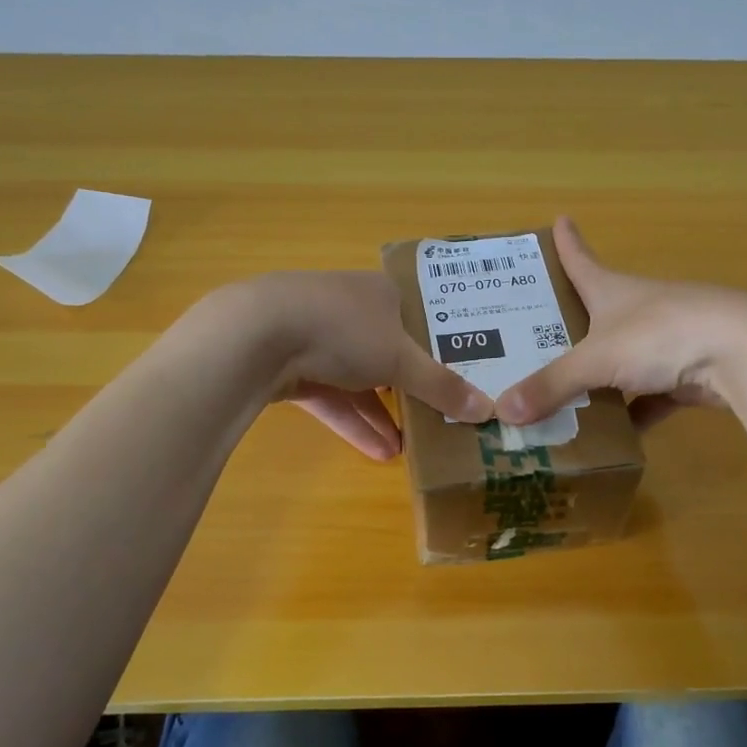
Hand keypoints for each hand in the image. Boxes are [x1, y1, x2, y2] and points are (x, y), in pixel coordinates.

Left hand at [213, 271, 493, 459]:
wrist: (258, 335)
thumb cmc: (344, 329)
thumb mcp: (402, 360)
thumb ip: (443, 386)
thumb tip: (489, 410)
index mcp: (381, 293)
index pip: (420, 318)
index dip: (441, 348)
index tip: (463, 378)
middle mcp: (350, 310)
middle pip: (390, 352)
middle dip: (412, 389)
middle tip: (440, 417)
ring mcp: (318, 337)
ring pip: (360, 380)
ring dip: (383, 414)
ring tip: (412, 449)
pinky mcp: (293, 368)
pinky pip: (332, 397)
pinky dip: (354, 422)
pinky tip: (378, 453)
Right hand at [495, 217, 746, 429]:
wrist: (742, 353)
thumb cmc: (661, 335)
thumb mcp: (596, 360)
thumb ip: (551, 386)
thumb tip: (501, 412)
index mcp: (611, 290)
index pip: (580, 259)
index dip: (566, 241)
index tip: (559, 219)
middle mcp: (637, 309)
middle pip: (595, 313)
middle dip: (568, 325)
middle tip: (530, 339)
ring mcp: (665, 340)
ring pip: (621, 360)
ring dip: (599, 379)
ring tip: (562, 398)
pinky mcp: (687, 373)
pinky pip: (650, 396)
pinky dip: (634, 413)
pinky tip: (614, 436)